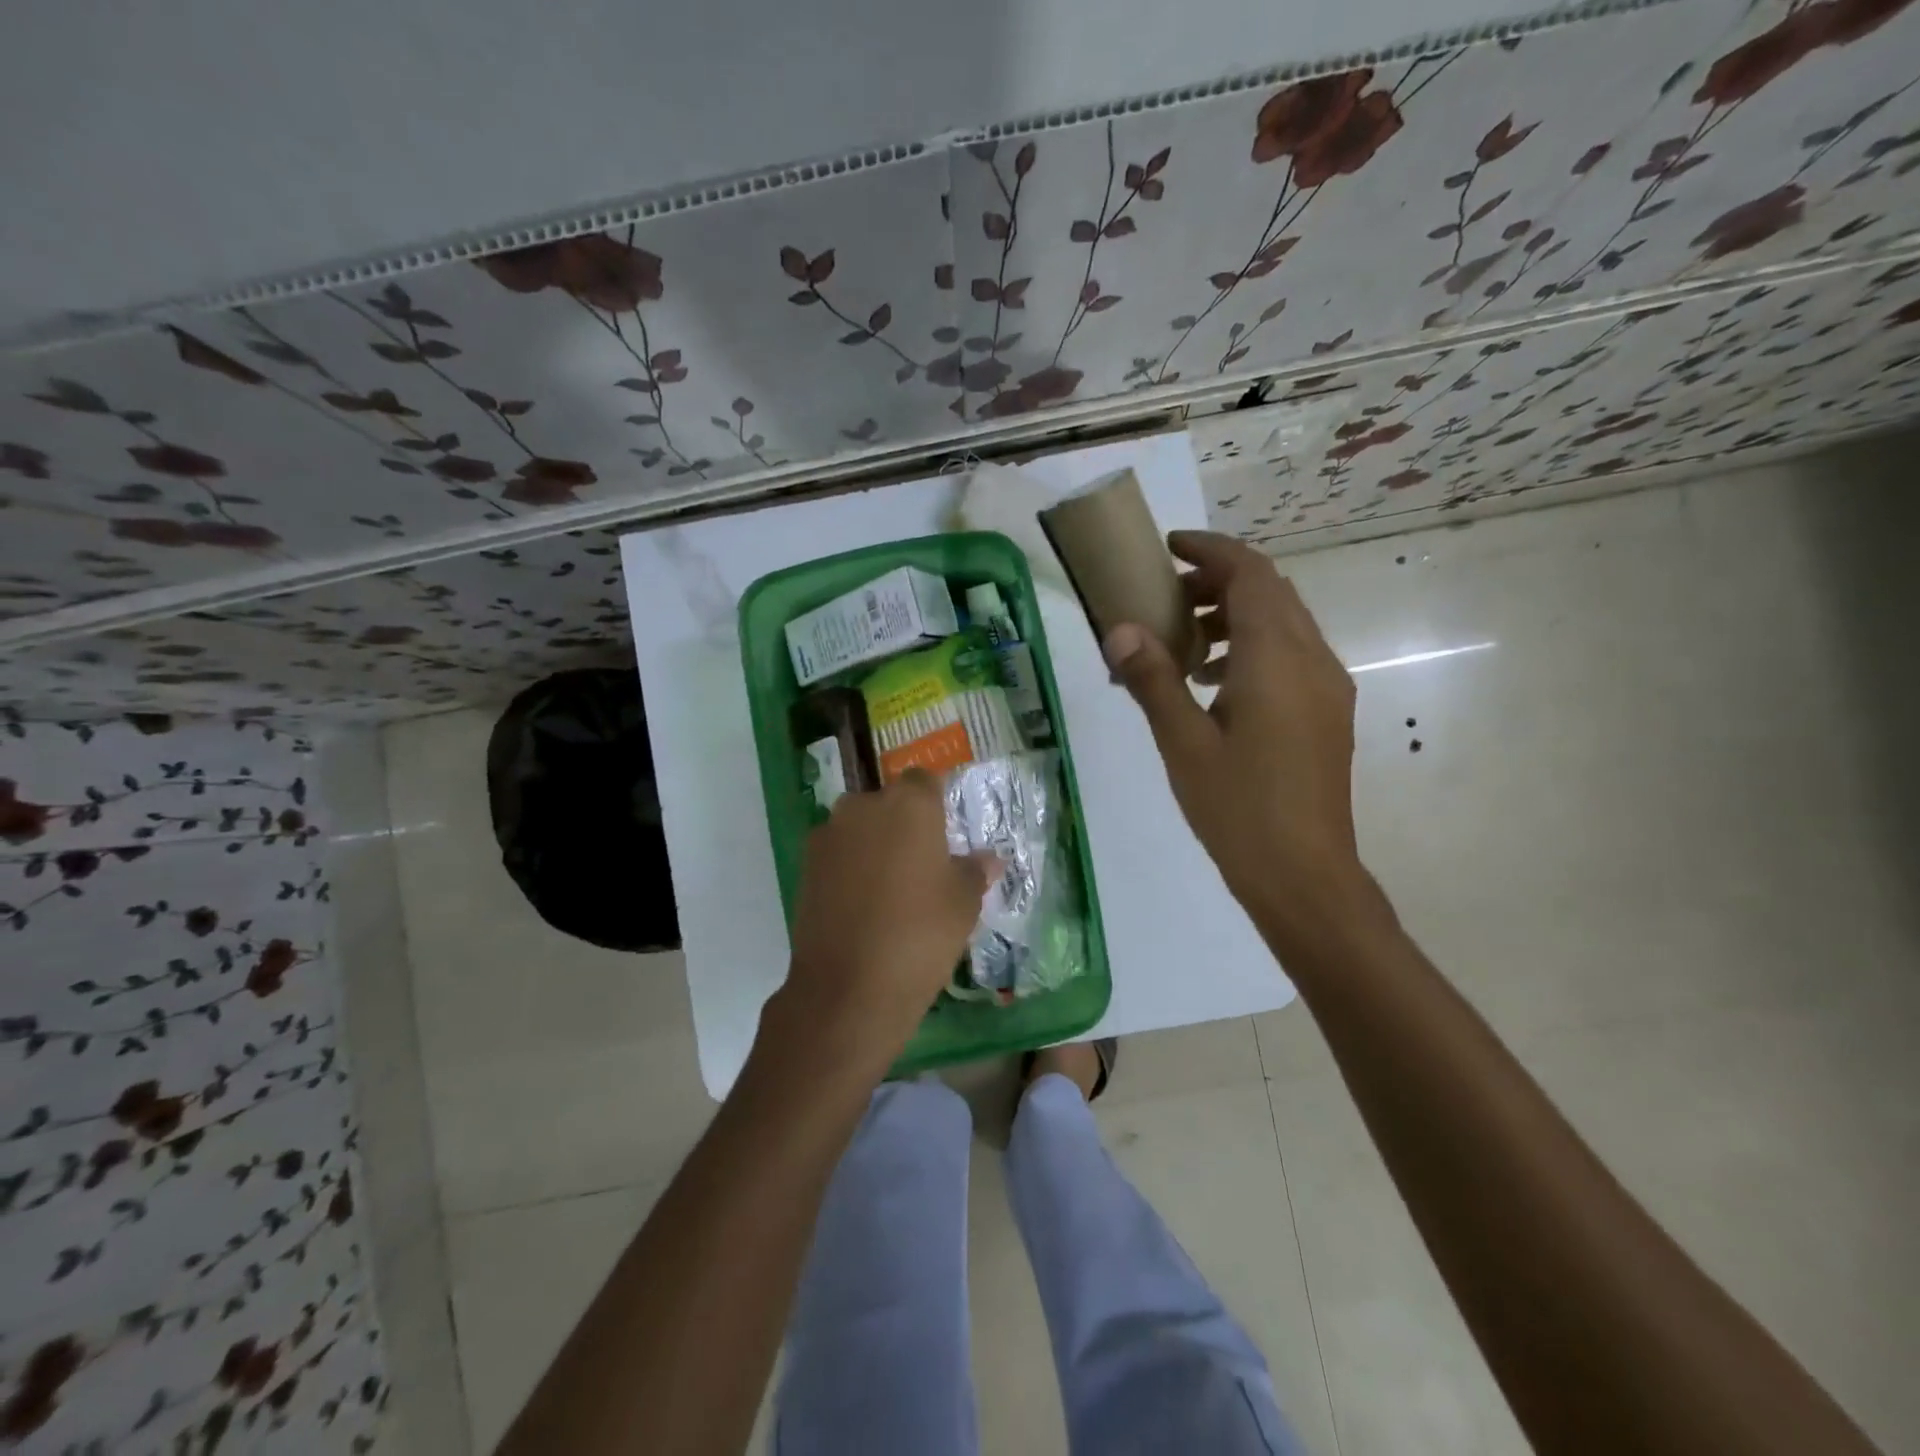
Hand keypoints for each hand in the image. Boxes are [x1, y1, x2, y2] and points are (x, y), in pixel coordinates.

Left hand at [778, 771, 994, 1072]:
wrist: (848, 987)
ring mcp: (828, 834)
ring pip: (860, 827)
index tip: (947, 830)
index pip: (925, 780)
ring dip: (874, 844)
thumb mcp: (964, 903)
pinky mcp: (805, 865)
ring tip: (891, 887)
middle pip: (889, 802)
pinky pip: (838, 853)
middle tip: (923, 863)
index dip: (936, 802)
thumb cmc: (920, 934)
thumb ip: (975, 870)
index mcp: (909, 803)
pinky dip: (850, 867)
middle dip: (903, 823)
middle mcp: (864, 806)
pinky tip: (863, 904)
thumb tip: (989, 859)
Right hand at [1104, 530, 1377, 948]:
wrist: (1304, 876)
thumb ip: (1152, 679)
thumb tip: (1119, 630)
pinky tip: (1214, 684)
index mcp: (1278, 659)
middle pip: (1270, 592)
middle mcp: (1313, 660)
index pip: (1250, 574)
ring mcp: (1327, 687)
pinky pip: (1291, 655)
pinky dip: (1251, 647)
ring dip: (1235, 615)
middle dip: (1218, 580)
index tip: (1168, 547)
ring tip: (1183, 643)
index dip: (1210, 549)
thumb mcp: (1183, 743)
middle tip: (1166, 597)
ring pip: (1284, 623)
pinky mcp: (1327, 713)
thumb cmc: (1238, 809)